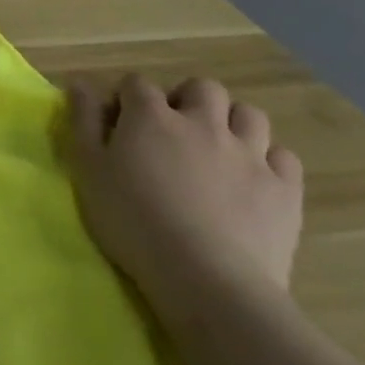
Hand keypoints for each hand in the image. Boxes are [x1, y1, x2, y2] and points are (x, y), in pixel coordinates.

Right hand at [66, 75, 302, 312]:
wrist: (208, 281)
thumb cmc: (135, 223)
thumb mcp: (89, 171)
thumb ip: (83, 121)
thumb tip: (79, 84)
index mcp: (151, 116)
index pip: (137, 84)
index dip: (128, 100)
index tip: (121, 126)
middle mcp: (202, 122)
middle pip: (201, 88)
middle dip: (188, 101)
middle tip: (176, 132)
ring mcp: (248, 154)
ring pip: (249, 114)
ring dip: (233, 124)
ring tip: (220, 150)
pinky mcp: (283, 190)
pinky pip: (284, 157)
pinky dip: (269, 161)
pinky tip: (255, 180)